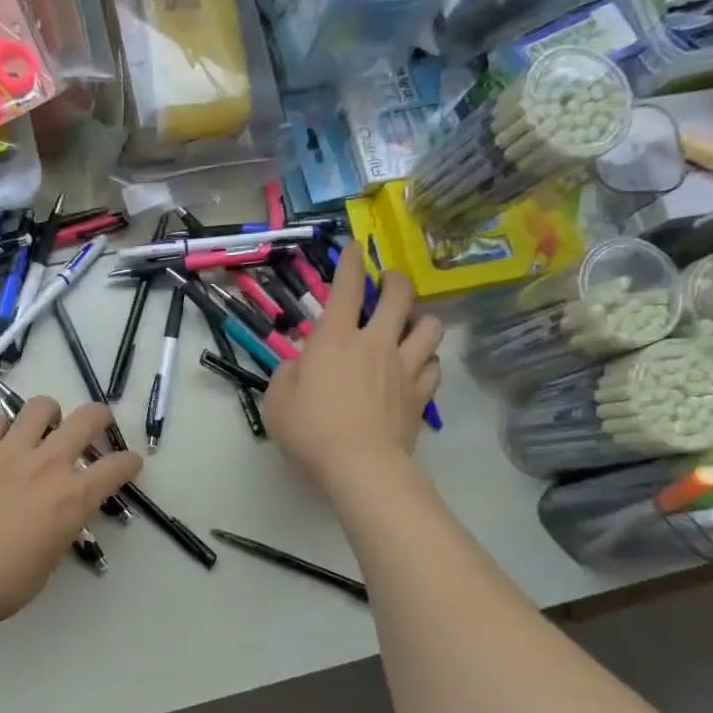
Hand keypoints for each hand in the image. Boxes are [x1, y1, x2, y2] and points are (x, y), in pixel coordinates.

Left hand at [0, 396, 141, 624]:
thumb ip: (59, 533)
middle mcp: (49, 464)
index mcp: (74, 498)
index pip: (116, 468)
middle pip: (86, 420)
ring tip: (44, 423)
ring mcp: (10, 451)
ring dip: (49, 413)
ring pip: (40, 407)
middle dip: (99, 417)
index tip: (131, 462)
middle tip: (97, 423)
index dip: (129, 462)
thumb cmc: (2, 583)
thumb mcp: (46, 563)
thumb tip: (57, 522)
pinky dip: (1, 427)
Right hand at [265, 247, 441, 493]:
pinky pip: (435, 367)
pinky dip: (428, 362)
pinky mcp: (420, 394)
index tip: (354, 248)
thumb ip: (288, 374)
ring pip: (430, 327)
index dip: (351, 263)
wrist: (359, 464)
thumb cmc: (310, 428)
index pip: (346, 288)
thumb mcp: (278, 399)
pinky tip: (419, 367)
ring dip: (422, 320)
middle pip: (400, 296)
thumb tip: (300, 365)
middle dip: (397, 280)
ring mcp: (404, 367)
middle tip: (390, 282)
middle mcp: (375, 343)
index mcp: (336, 338)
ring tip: (412, 326)